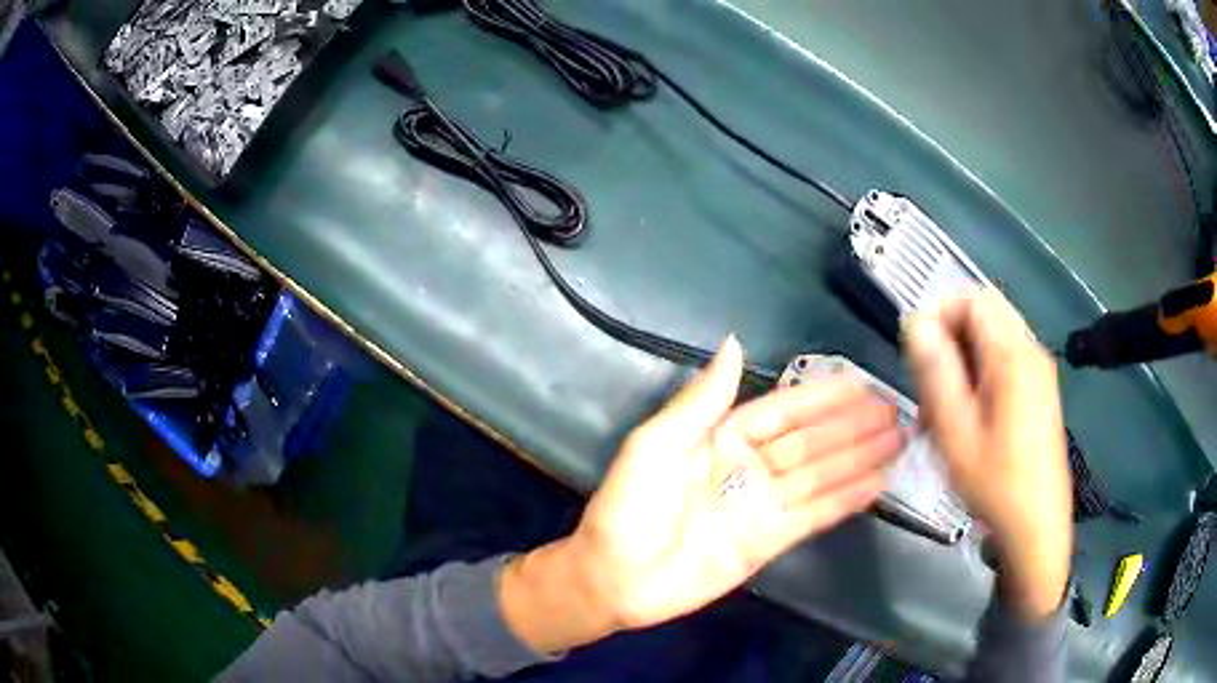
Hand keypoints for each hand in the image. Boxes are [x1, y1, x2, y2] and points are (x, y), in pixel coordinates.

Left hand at [500, 337, 903, 653]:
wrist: (616, 578)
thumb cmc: (629, 507)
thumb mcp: (657, 444)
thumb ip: (702, 400)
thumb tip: (734, 343)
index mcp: (721, 438)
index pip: (783, 411)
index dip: (822, 399)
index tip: (861, 384)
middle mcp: (749, 467)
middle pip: (811, 441)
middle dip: (853, 426)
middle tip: (895, 411)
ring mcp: (763, 505)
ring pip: (821, 475)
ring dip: (860, 458)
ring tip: (899, 440)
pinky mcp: (770, 541)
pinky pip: (815, 514)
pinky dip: (847, 499)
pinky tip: (877, 483)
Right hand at [903, 289, 1071, 619]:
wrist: (1037, 527)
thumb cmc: (996, 484)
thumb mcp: (956, 433)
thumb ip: (936, 372)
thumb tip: (916, 322)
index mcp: (1013, 356)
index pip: (973, 298)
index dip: (940, 313)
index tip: (919, 355)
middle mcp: (1031, 351)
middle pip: (985, 314)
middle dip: (951, 337)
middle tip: (931, 385)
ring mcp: (1040, 371)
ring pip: (994, 338)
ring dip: (964, 358)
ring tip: (946, 407)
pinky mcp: (1041, 391)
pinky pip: (1006, 361)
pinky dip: (982, 374)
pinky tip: (969, 417)